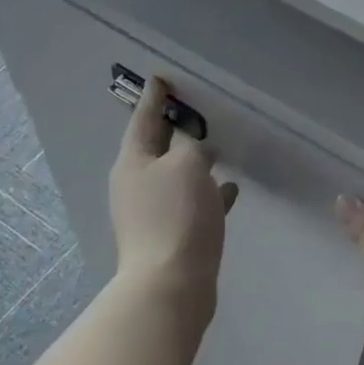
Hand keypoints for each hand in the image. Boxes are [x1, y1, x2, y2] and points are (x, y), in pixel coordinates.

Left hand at [110, 77, 237, 310]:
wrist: (170, 285)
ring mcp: (152, 213)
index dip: (154, 98)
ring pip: (177, 177)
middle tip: (192, 110)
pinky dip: (209, 194)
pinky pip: (192, 205)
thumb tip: (197, 153)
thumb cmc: (176, 216)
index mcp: (133, 162)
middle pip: (157, 149)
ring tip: (217, 148)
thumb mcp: (187, 166)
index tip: (160, 79)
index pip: (143, 120)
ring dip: (195, 163)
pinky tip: (230, 190)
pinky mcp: (172, 236)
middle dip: (174, 130)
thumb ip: (193, 149)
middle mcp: (137, 185)